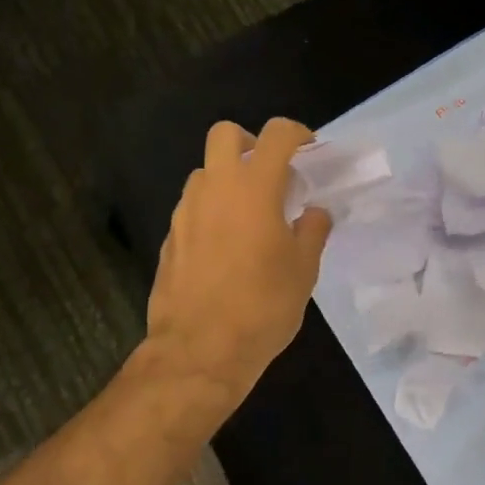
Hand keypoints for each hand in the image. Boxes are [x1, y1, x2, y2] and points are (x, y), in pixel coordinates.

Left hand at [144, 118, 332, 401]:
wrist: (199, 350)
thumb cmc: (262, 306)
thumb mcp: (303, 270)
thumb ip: (312, 231)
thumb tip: (315, 213)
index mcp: (254, 187)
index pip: (277, 134)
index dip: (297, 133)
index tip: (309, 151)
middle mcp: (215, 188)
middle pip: (225, 133)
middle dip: (249, 142)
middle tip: (269, 174)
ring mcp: (186, 211)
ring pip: (205, 172)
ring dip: (227, 179)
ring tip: (248, 216)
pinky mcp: (169, 237)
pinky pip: (192, 207)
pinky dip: (211, 211)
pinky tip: (225, 247)